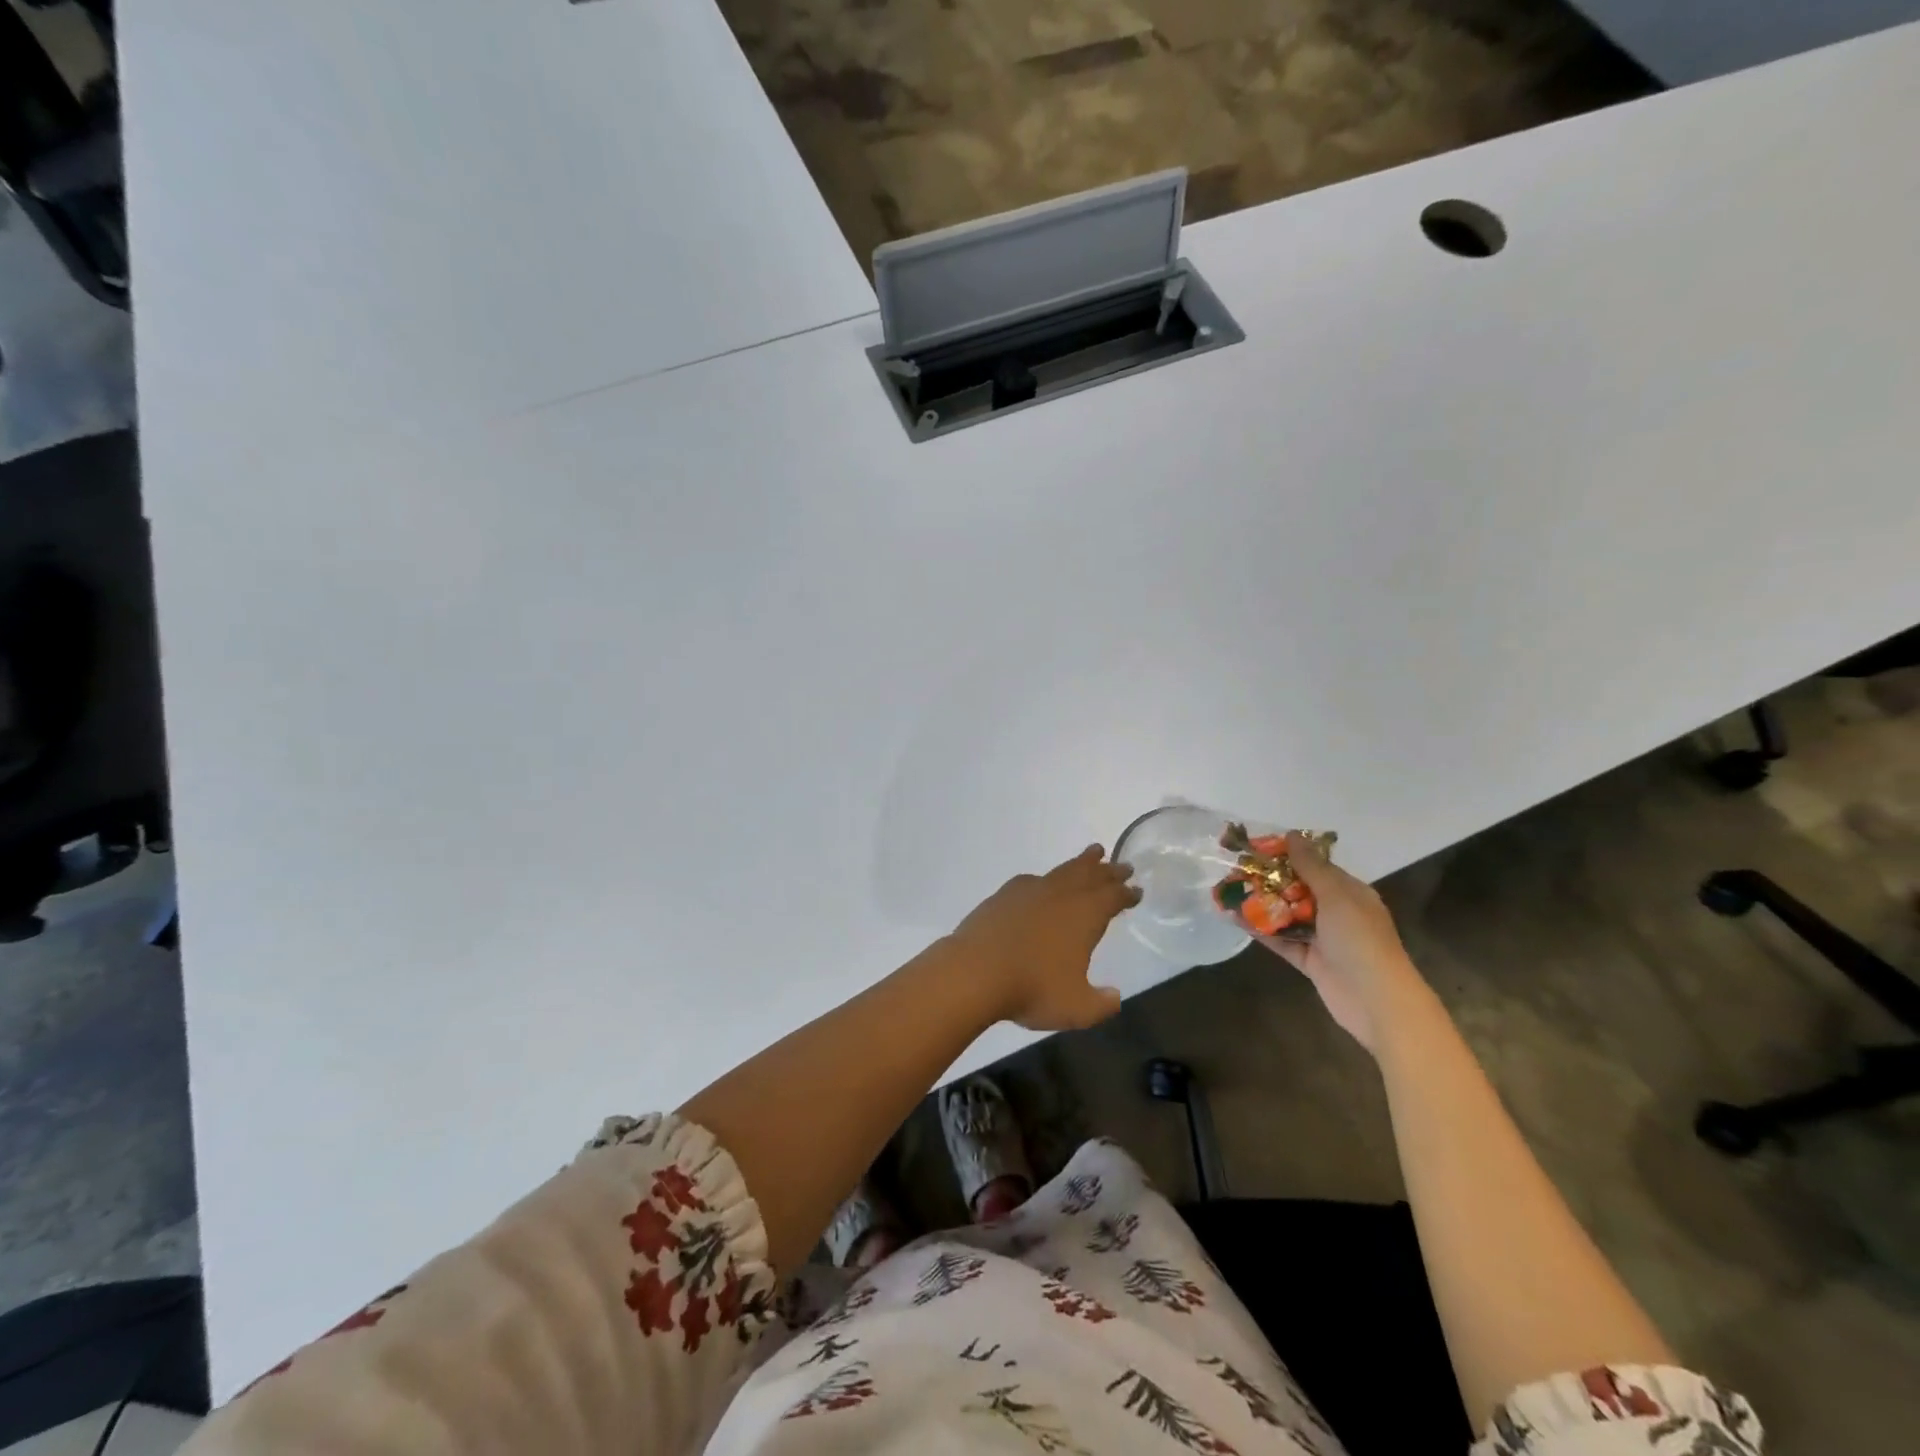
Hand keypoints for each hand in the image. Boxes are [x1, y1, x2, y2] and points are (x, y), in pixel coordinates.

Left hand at [948, 845, 1140, 1031]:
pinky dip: (1046, 877)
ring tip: (1093, 853)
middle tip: (1123, 865)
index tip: (1136, 889)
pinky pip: (1033, 879)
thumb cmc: (1033, 989)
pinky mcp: (1004, 895)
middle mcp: (1061, 896)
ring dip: (1081, 863)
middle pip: (1091, 876)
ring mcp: (1030, 891)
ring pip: (1063, 871)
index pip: (1113, 898)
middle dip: (1109, 871)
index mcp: (1085, 915)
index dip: (1126, 894)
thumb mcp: (1077, 1008)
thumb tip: (1114, 997)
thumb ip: (1101, 1004)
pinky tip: (1042, 883)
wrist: (976, 971)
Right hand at [1256, 833, 1426, 1051]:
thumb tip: (1292, 834)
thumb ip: (1312, 867)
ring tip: (1228, 891)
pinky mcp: (1309, 961)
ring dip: (1261, 904)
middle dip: (1269, 879)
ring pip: (1287, 915)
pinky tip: (1236, 919)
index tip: (1256, 846)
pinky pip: (1282, 940)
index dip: (1288, 855)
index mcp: (1350, 893)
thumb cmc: (1360, 940)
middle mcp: (1337, 912)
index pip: (1316, 866)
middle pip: (1298, 889)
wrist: (1376, 1001)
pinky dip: (1261, 930)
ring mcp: (1323, 938)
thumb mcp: (1337, 896)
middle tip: (1235, 868)